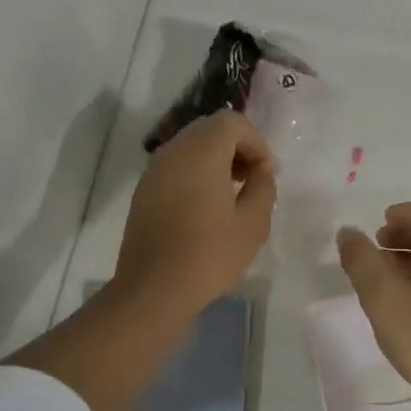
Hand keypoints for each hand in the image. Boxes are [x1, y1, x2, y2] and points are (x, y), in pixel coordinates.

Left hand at [114, 110, 276, 316]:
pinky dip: (196, 173)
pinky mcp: (144, 191)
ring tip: (232, 194)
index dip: (256, 142)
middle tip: (253, 179)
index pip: (232, 122)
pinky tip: (207, 207)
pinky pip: (176, 166)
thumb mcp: (253, 223)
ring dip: (216, 160)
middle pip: (210, 129)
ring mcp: (154, 170)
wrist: (153, 289)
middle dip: (237, 147)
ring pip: (191, 146)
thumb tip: (260, 172)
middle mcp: (174, 151)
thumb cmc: (209, 255)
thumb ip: (263, 187)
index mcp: (201, 152)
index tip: (266, 173)